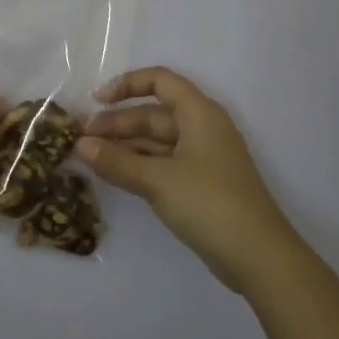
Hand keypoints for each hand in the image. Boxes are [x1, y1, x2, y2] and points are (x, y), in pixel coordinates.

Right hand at [80, 67, 297, 292]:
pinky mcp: (200, 184)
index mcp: (199, 114)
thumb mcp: (158, 180)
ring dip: (124, 146)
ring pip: (156, 141)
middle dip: (117, 123)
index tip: (96, 100)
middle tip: (81, 139)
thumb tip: (80, 145)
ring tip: (89, 156)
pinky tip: (113, 174)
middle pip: (154, 114)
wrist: (258, 257)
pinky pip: (162, 163)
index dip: (127, 84)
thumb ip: (117, 161)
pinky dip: (138, 165)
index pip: (160, 81)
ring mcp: (202, 158)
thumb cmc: (210, 204)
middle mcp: (202, 129)